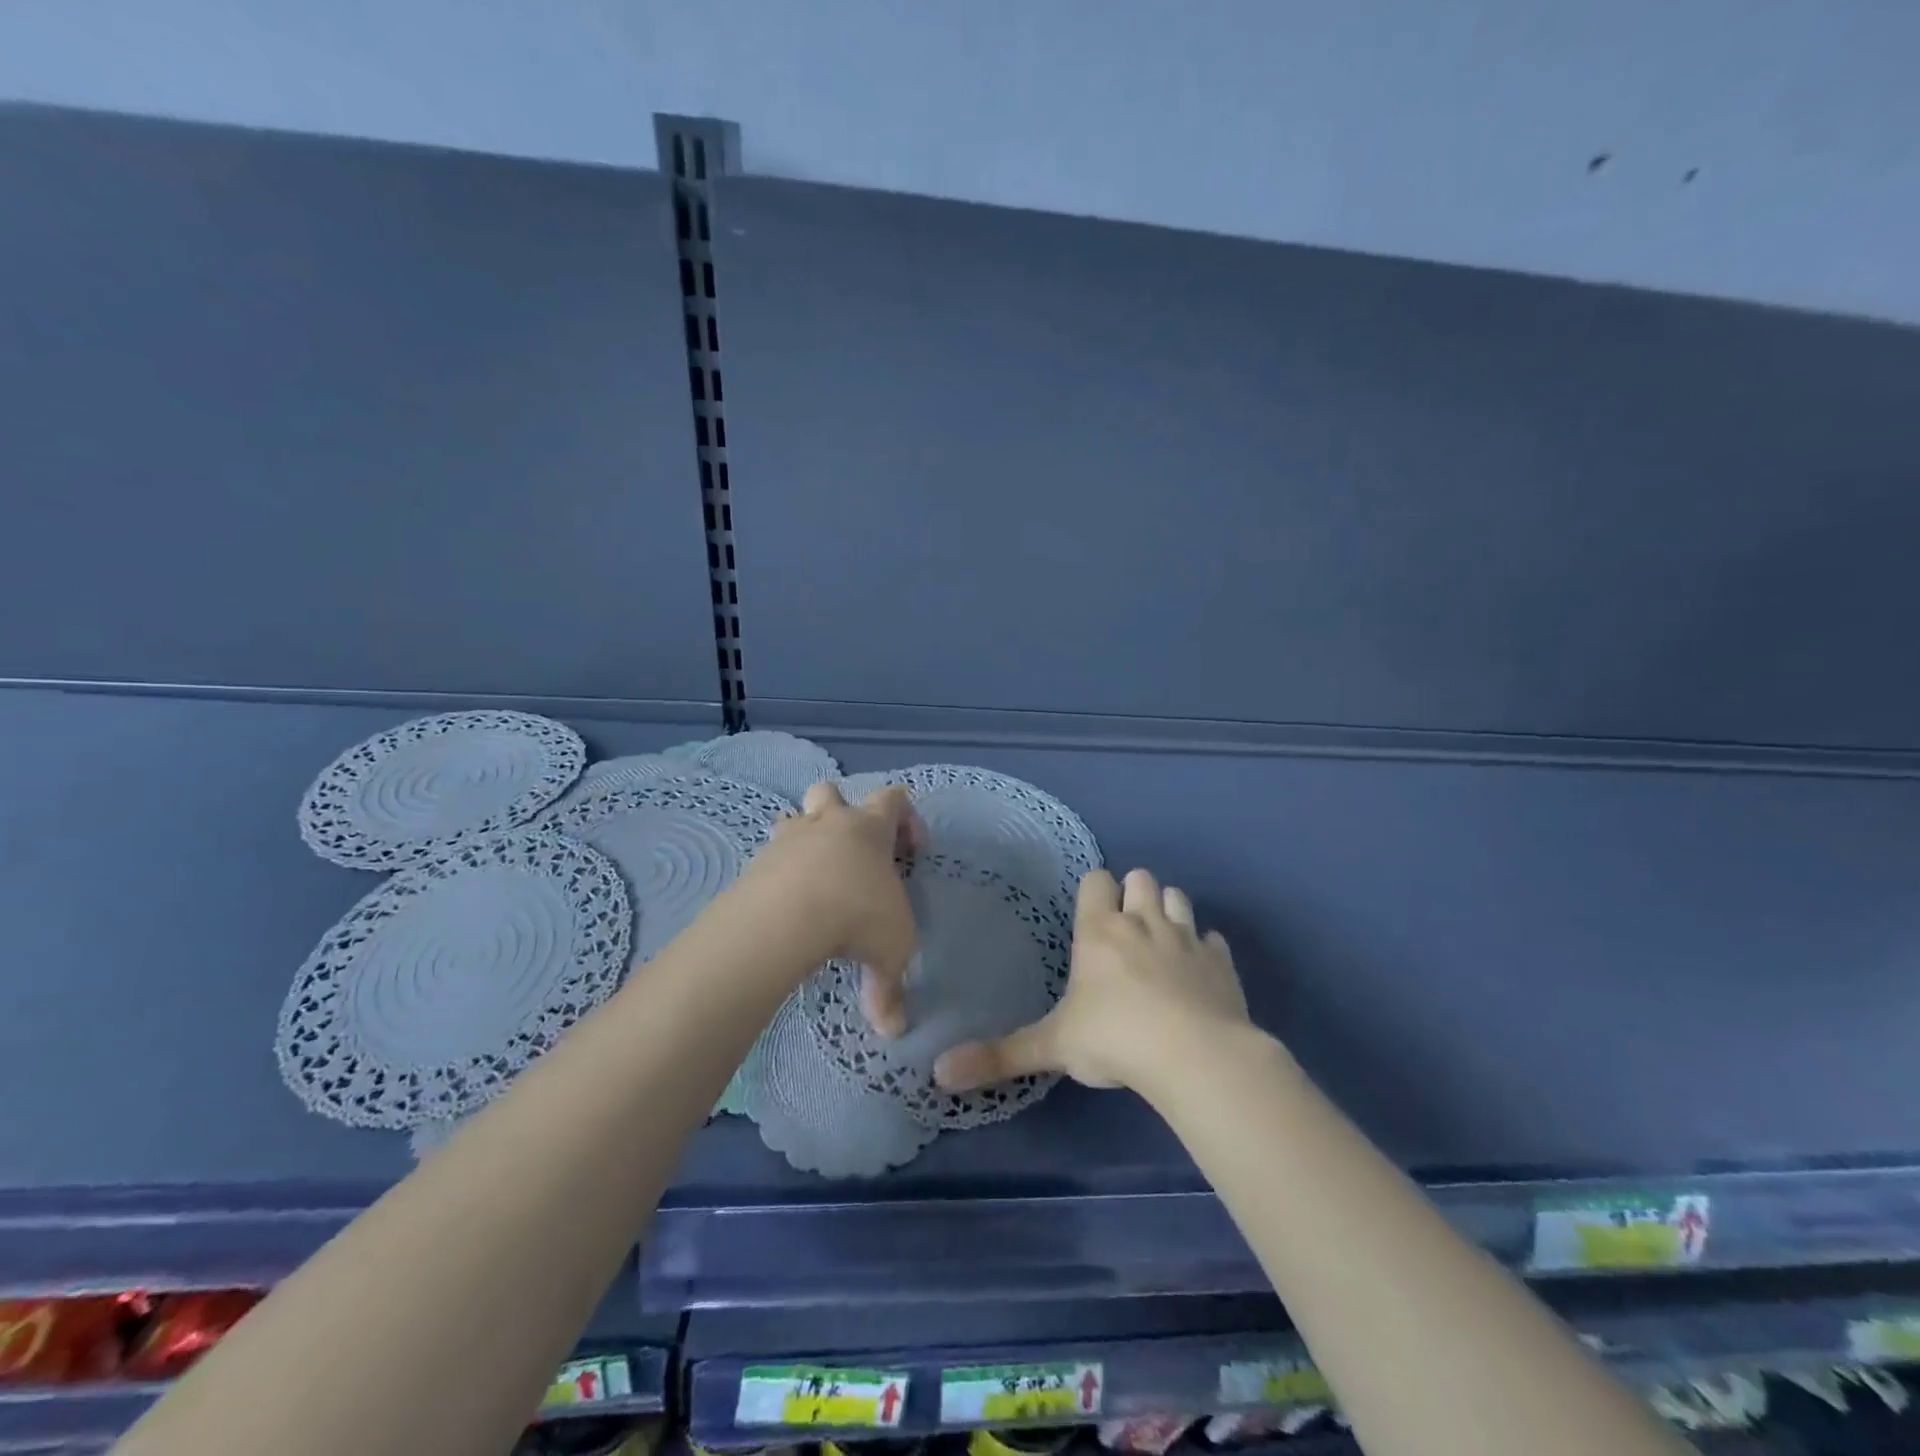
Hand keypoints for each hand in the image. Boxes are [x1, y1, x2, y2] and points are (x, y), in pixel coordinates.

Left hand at [735, 780, 919, 1033]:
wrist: (787, 916)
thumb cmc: (857, 916)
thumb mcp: (891, 952)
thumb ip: (891, 988)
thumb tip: (893, 1029)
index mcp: (870, 829)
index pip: (894, 798)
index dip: (907, 819)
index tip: (912, 854)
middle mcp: (829, 824)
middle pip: (831, 791)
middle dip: (842, 811)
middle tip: (852, 852)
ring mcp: (788, 839)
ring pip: (793, 818)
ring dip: (803, 838)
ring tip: (813, 878)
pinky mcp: (756, 862)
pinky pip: (768, 856)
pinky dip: (778, 872)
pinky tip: (786, 904)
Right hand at [934, 867, 1248, 1093]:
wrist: (1196, 1056)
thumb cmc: (1115, 1039)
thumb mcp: (1052, 1047)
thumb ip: (999, 1056)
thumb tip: (939, 1072)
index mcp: (1100, 930)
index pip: (1096, 880)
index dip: (1094, 891)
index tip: (1091, 916)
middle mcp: (1143, 922)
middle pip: (1140, 878)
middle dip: (1133, 894)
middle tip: (1125, 929)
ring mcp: (1186, 938)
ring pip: (1178, 897)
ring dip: (1169, 910)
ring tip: (1161, 942)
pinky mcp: (1221, 962)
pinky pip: (1213, 940)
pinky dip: (1204, 949)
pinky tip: (1198, 972)